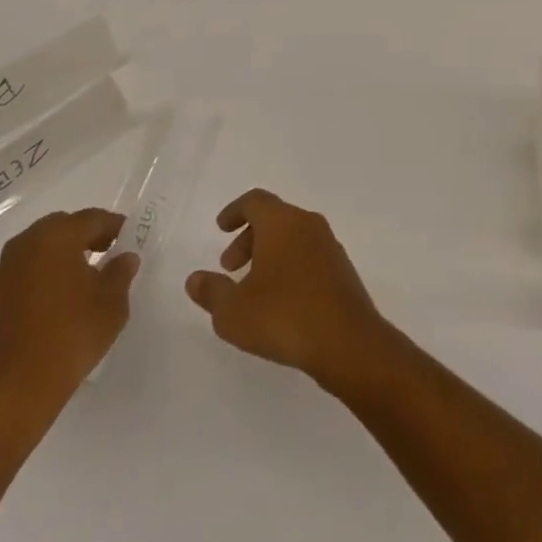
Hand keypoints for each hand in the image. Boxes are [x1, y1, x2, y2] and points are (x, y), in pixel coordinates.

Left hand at [0, 209, 138, 446]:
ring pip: (34, 255)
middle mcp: (22, 247)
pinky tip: (48, 312)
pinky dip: (35, 286)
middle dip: (83, 238)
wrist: (8, 397)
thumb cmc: (68, 339)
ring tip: (76, 285)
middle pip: (59, 230)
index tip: (129, 240)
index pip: (92, 219)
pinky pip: (17, 283)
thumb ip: (120, 274)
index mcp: (55, 237)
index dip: (115, 226)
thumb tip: (124, 258)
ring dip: (56, 262)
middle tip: (105, 255)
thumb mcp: (111, 305)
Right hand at [185, 189, 395, 394]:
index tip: (220, 228)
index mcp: (282, 222)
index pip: (255, 201)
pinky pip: (309, 255)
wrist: (347, 340)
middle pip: (274, 217)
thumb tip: (195, 279)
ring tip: (253, 288)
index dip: (234, 211)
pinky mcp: (342, 269)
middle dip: (248, 238)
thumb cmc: (283, 316)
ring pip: (293, 236)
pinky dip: (290, 266)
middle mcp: (308, 224)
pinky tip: (281, 300)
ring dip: (269, 253)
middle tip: (230, 267)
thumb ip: (212, 292)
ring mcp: (329, 245)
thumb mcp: (233, 311)